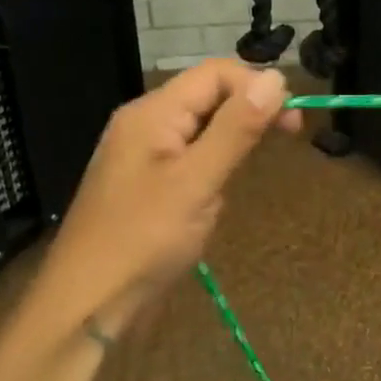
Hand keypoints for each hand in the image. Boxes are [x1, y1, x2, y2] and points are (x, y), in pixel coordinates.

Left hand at [24, 60, 297, 341]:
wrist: (86, 307)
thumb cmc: (143, 240)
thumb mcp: (197, 181)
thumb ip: (237, 128)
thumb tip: (276, 78)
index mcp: (152, 113)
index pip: (215, 74)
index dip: (258, 86)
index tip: (294, 120)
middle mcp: (145, 124)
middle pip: (208, 96)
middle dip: (250, 110)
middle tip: (290, 136)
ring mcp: (144, 156)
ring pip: (202, 127)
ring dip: (235, 138)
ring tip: (257, 166)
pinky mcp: (148, 185)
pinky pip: (191, 156)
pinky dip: (216, 164)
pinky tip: (223, 189)